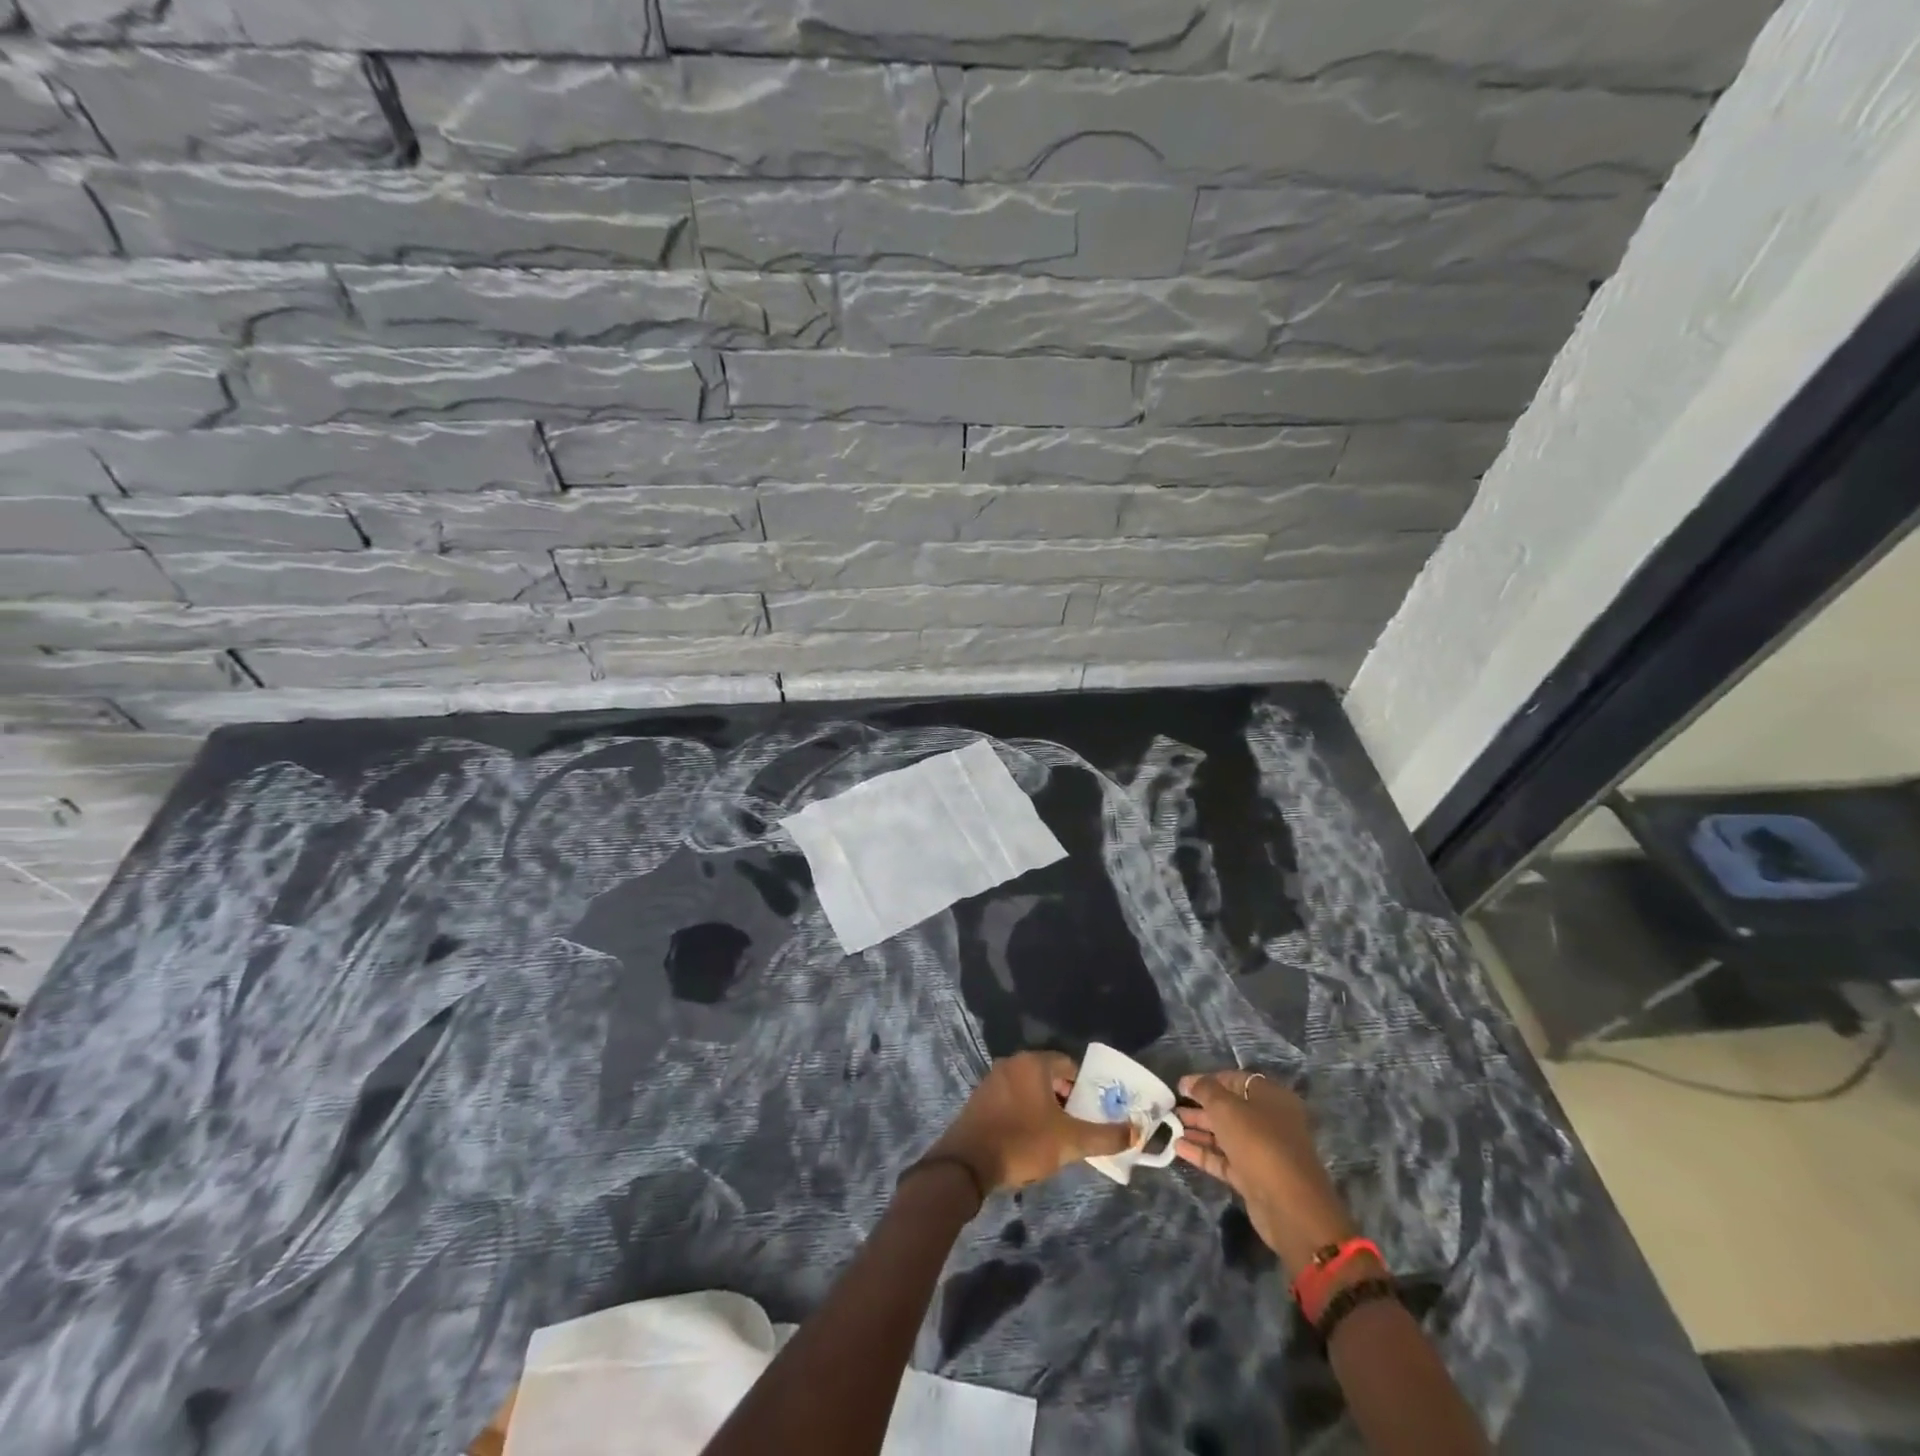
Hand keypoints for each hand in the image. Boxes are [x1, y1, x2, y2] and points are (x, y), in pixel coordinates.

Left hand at [927, 1051, 1135, 1194]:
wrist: (967, 1163)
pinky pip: (1011, 1098)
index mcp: (1033, 1063)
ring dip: (1045, 1106)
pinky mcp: (980, 1099)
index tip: (1094, 1110)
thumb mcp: (1070, 1142)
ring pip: (1029, 1087)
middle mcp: (1012, 1063)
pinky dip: (1025, 1111)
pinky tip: (1030, 1138)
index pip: (1068, 1064)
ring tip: (1057, 1135)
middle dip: (1066, 1098)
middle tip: (1079, 1125)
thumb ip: (1105, 1136)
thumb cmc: (1023, 1142)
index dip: (1085, 1087)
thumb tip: (1137, 1132)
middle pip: (1048, 1075)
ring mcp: (993, 1079)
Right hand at [1176, 1069, 1358, 1275]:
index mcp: (1271, 1098)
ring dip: (1199, 1130)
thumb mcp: (1227, 1108)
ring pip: (1226, 1135)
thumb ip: (1206, 1090)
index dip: (1207, 1080)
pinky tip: (1178, 1148)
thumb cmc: (1259, 1143)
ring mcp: (1263, 1151)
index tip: (1181, 1085)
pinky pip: (1225, 1159)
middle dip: (1201, 1106)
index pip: (1236, 1080)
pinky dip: (1204, 1153)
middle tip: (1172, 1106)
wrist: (1289, 1207)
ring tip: (1170, 1125)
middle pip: (1230, 1108)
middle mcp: (1270, 1122)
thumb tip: (1190, 1082)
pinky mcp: (1254, 1177)